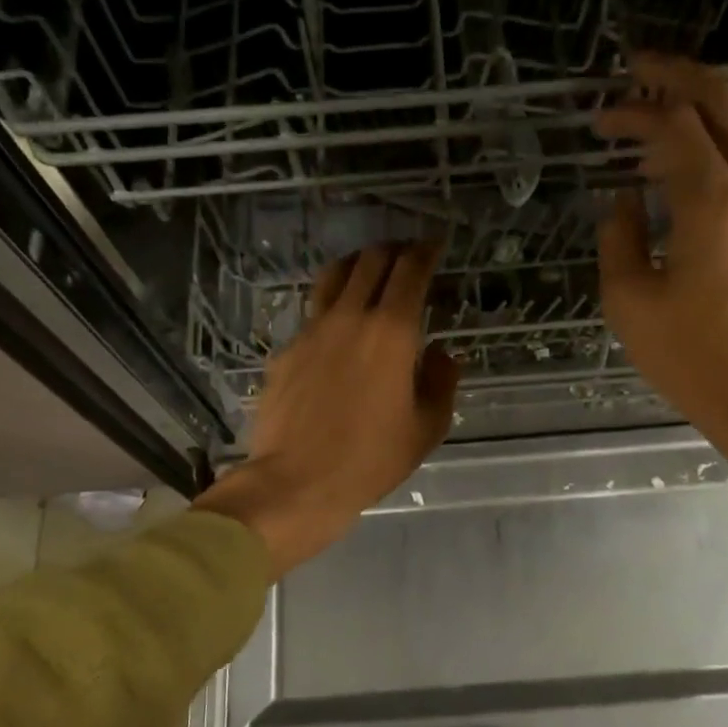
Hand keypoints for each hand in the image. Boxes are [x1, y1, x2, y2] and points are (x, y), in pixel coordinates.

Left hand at [194, 244, 458, 577]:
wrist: (297, 481)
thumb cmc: (371, 459)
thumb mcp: (427, 428)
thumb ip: (442, 382)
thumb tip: (442, 355)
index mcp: (392, 332)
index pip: (411, 271)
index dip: (426, 251)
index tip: (435, 245)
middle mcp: (351, 318)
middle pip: (371, 261)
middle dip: (393, 250)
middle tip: (406, 255)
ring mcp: (311, 331)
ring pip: (334, 276)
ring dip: (356, 264)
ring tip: (367, 270)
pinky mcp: (285, 350)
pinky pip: (312, 314)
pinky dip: (331, 306)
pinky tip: (336, 327)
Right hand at [595, 54, 727, 513]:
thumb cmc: (694, 361)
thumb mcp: (631, 304)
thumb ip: (620, 239)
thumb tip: (625, 200)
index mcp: (714, 205)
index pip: (675, 127)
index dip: (635, 111)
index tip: (602, 117)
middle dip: (683, 76)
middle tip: (642, 68)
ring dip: (705, 113)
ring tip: (659, 121)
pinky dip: (722, 151)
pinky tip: (691, 173)